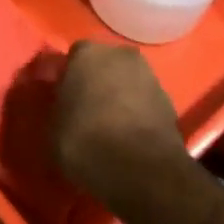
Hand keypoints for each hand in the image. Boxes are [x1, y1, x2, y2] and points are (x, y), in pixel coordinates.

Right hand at [53, 40, 185, 203]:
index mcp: (87, 53)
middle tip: (85, 110)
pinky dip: (137, 116)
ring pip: (127, 83)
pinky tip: (128, 139)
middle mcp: (120, 55)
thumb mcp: (52, 128)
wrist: (142, 170)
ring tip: (108, 128)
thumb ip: (57, 108)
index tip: (63, 98)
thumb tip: (63, 108)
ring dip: (119, 98)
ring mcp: (150, 77)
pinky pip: (145, 105)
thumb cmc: (86, 140)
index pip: (73, 57)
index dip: (68, 78)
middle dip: (96, 83)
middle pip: (104, 65)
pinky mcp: (170, 104)